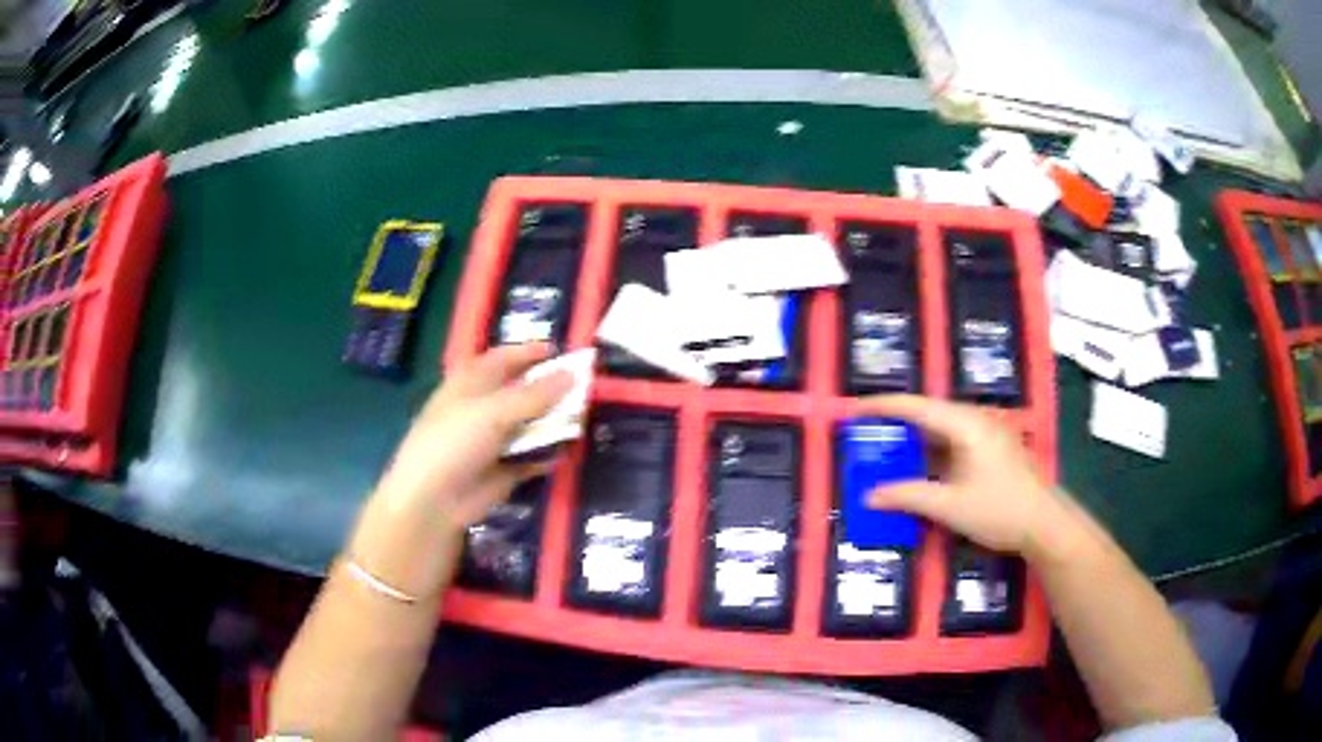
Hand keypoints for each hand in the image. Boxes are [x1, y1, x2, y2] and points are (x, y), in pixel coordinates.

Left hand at [350, 343, 573, 596]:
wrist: (434, 501)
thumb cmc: (454, 442)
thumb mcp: (493, 412)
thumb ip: (535, 394)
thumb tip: (574, 374)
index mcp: (469, 385)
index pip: (501, 359)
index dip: (528, 353)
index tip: (560, 350)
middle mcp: (481, 409)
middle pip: (519, 391)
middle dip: (547, 387)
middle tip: (583, 385)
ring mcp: (492, 441)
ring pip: (528, 425)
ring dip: (552, 421)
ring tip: (584, 415)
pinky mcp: (503, 471)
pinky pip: (531, 458)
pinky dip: (547, 454)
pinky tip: (567, 450)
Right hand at [861, 395, 1070, 557]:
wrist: (1045, 524)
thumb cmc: (999, 510)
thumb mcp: (949, 506)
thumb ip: (908, 496)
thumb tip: (869, 496)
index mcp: (965, 424)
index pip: (916, 406)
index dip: (882, 406)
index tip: (852, 410)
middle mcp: (976, 420)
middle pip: (928, 413)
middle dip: (895, 423)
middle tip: (864, 434)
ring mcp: (986, 434)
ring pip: (941, 428)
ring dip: (913, 439)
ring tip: (885, 449)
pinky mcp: (992, 449)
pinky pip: (953, 442)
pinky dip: (930, 452)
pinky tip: (918, 466)